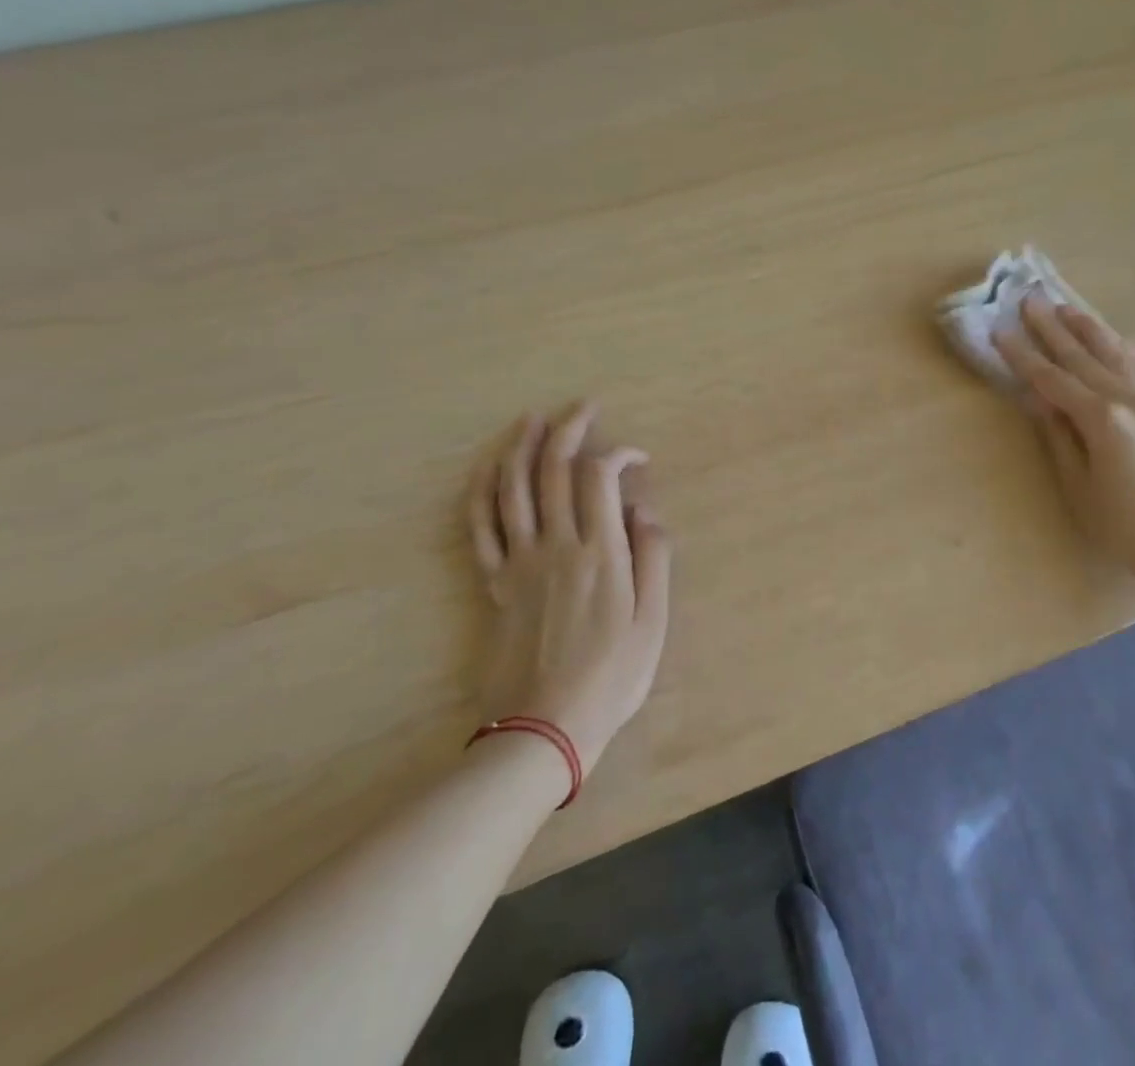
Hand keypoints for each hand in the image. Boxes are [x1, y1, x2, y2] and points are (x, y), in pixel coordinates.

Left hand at [467, 402, 670, 777]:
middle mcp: (556, 545)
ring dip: (521, 447)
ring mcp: (519, 562)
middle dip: (569, 429)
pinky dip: (483, 491)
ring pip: (513, 489)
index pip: (600, 478)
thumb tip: (645, 509)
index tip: (637, 457)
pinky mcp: (494, 583)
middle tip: (582, 406)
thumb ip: (653, 558)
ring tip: (531, 419)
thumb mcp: (653, 623)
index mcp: (600, 553)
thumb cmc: (611, 678)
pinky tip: (489, 469)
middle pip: (554, 470)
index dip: (618, 454)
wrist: (543, 728)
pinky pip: (481, 527)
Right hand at [992, 294, 1134, 580]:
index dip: (1022, 355)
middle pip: (1083, 356)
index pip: (1052, 378)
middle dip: (1052, 328)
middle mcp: (1128, 400)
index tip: (1000, 330)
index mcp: (1101, 418)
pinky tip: (1116, 341)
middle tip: (1030, 299)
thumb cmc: (1122, 525)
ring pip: (1116, 354)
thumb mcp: (1077, 484)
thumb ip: (1058, 436)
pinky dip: (1123, 350)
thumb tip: (1040, 400)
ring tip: (1067, 308)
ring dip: (1089, 329)